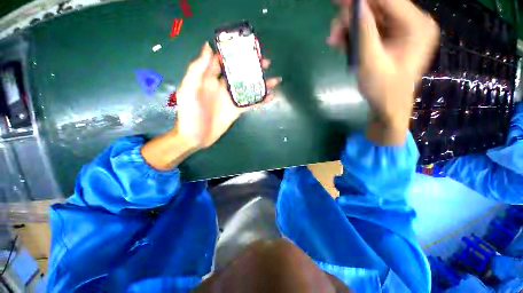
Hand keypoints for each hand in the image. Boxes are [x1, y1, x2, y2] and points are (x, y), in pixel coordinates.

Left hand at [174, 43, 280, 148]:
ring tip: (274, 80)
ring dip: (260, 84)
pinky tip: (271, 97)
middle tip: (266, 63)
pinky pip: (250, 103)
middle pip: (239, 74)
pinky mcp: (236, 110)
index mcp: (209, 78)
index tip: (248, 47)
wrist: (195, 137)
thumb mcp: (189, 90)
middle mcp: (222, 87)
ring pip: (248, 88)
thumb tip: (208, 47)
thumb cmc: (189, 114)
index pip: (223, 61)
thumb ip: (197, 70)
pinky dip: (261, 100)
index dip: (234, 53)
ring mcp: (231, 99)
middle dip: (252, 67)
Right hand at [328, 0, 438, 144]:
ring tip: (335, 43)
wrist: (388, 107)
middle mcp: (411, 23)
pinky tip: (343, 45)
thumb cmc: (383, 90)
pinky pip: (370, 29)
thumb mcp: (370, 63)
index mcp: (416, 26)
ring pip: (371, 18)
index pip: (388, 0)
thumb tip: (354, 6)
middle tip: (333, 35)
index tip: (338, 2)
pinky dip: (354, 36)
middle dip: (352, 18)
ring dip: (350, 29)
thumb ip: (364, 33)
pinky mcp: (391, 38)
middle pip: (378, 7)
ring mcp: (401, 30)